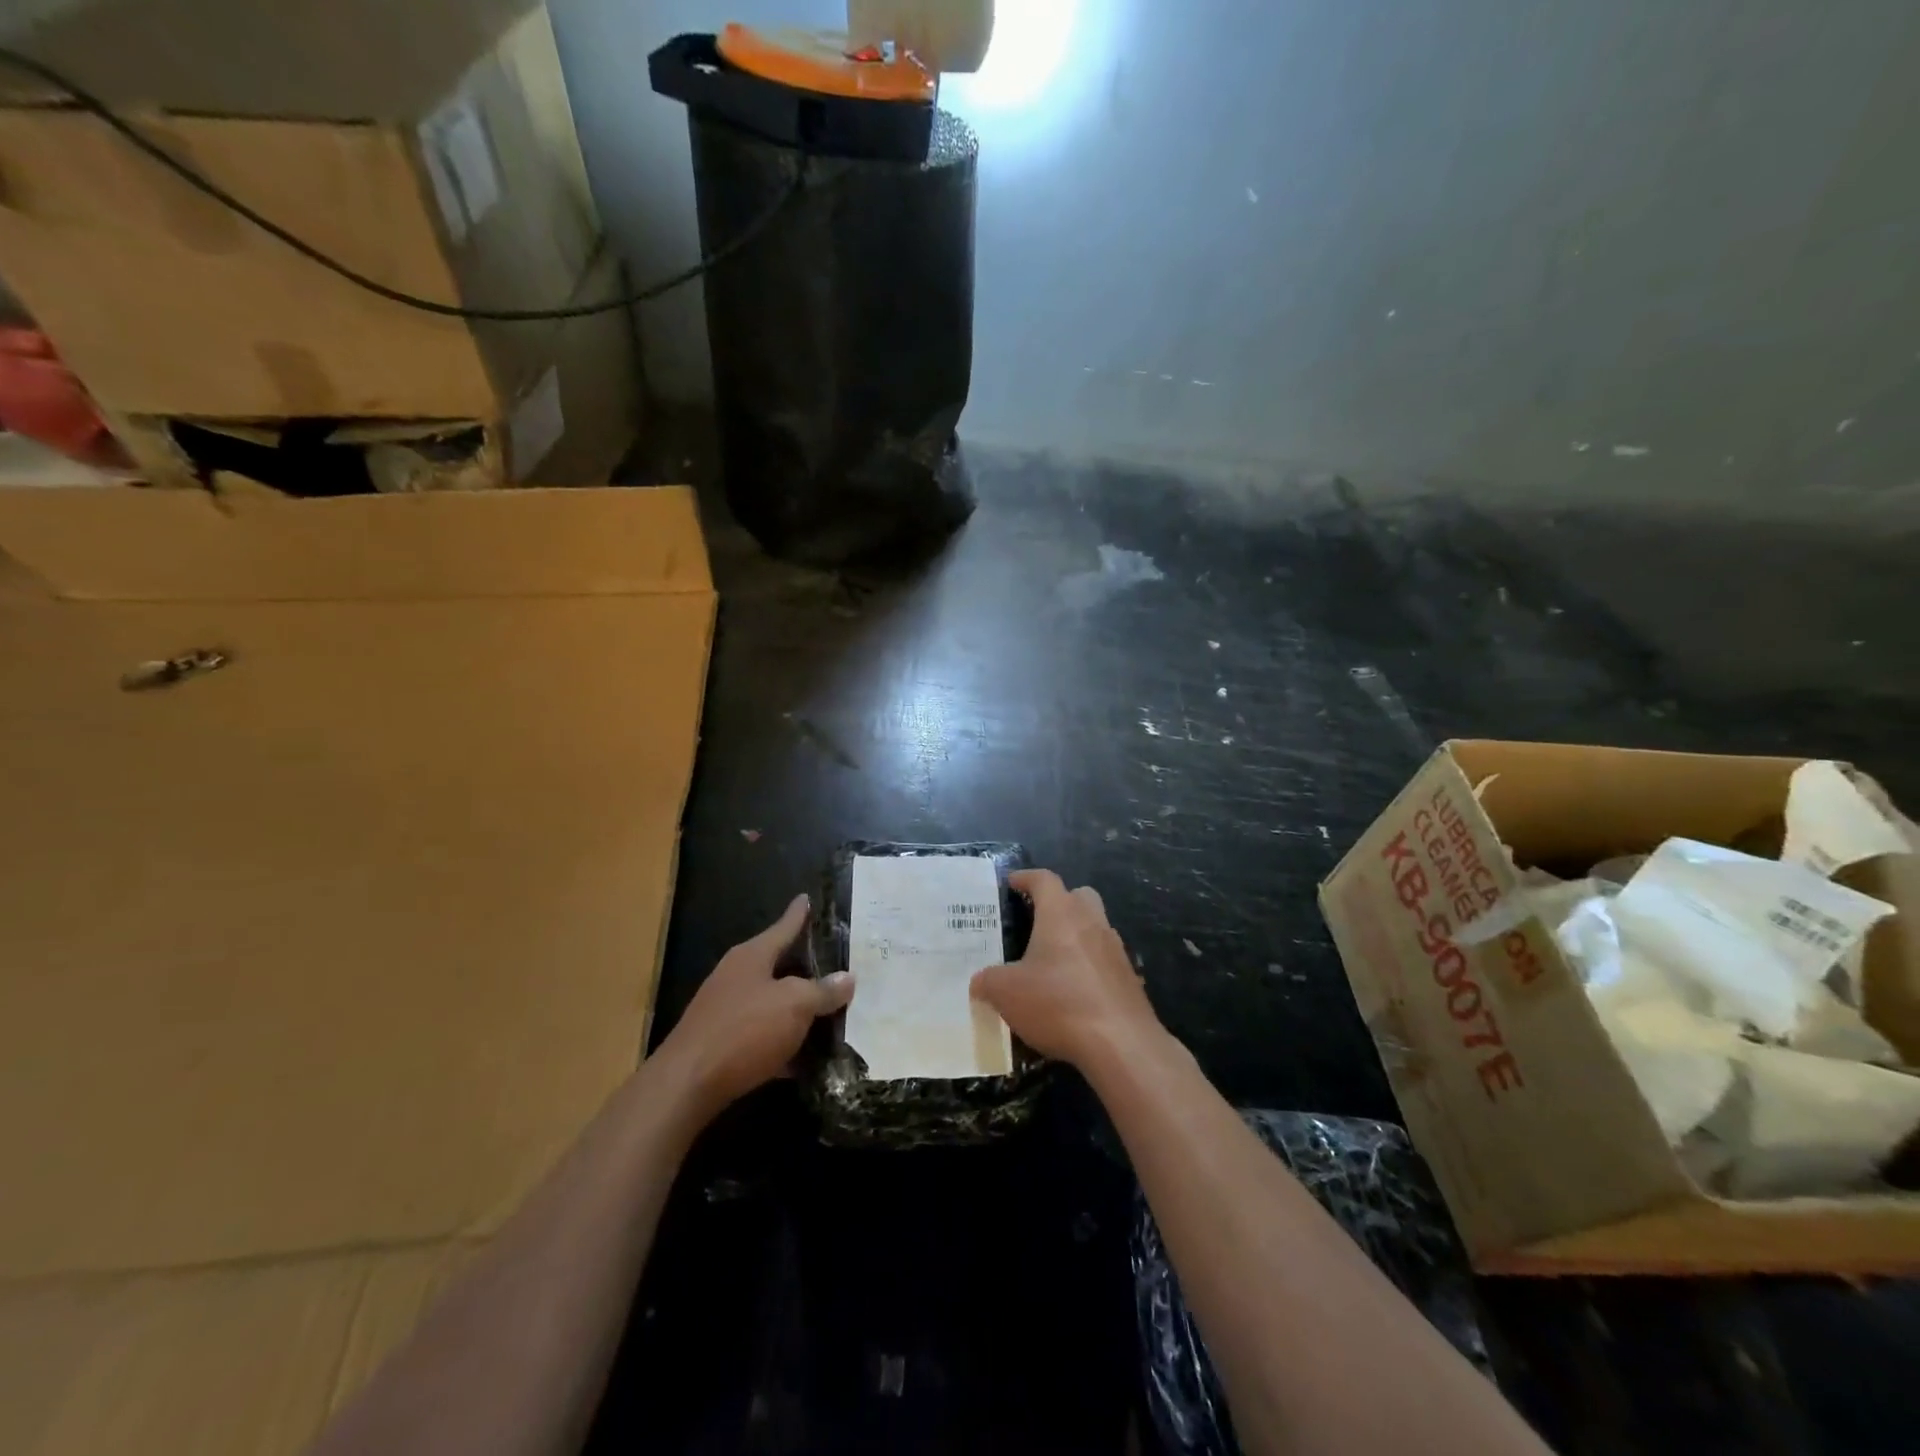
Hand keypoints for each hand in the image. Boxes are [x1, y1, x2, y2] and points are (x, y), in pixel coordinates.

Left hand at [654, 894, 854, 1119]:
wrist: (687, 1085)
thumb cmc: (744, 1030)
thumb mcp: (794, 1005)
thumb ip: (822, 991)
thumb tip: (847, 978)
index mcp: (752, 956)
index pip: (783, 927)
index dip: (798, 914)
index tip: (806, 896)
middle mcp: (737, 977)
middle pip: (778, 965)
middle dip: (806, 967)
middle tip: (837, 963)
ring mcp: (727, 1011)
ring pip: (773, 1003)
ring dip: (798, 1008)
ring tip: (831, 1011)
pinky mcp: (723, 1045)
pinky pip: (764, 1036)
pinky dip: (785, 1042)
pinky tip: (807, 1058)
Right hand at [971, 869, 1163, 1070]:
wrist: (1121, 1045)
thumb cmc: (1058, 1003)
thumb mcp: (1006, 993)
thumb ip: (988, 981)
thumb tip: (980, 982)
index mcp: (1061, 914)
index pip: (1044, 880)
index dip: (1026, 877)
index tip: (1012, 882)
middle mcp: (1092, 922)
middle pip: (1079, 896)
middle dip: (1060, 902)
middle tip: (1038, 919)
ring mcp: (1116, 950)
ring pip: (1096, 927)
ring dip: (1077, 936)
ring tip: (1053, 961)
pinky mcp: (1130, 979)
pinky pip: (1106, 961)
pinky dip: (1090, 968)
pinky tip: (1075, 992)